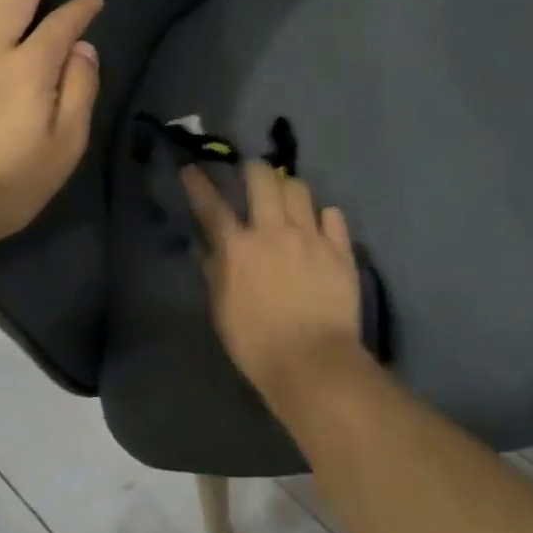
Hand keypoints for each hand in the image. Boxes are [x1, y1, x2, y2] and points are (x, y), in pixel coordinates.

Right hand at [182, 161, 363, 411]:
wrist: (313, 362)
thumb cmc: (258, 345)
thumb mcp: (223, 312)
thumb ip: (217, 274)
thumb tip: (212, 249)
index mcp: (239, 249)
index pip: (212, 207)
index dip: (199, 185)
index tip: (192, 170)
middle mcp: (274, 231)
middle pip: (263, 179)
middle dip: (255, 170)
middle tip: (253, 176)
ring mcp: (311, 236)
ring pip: (299, 188)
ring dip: (289, 188)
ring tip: (287, 197)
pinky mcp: (340, 248)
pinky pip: (333, 214)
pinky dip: (324, 216)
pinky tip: (321, 226)